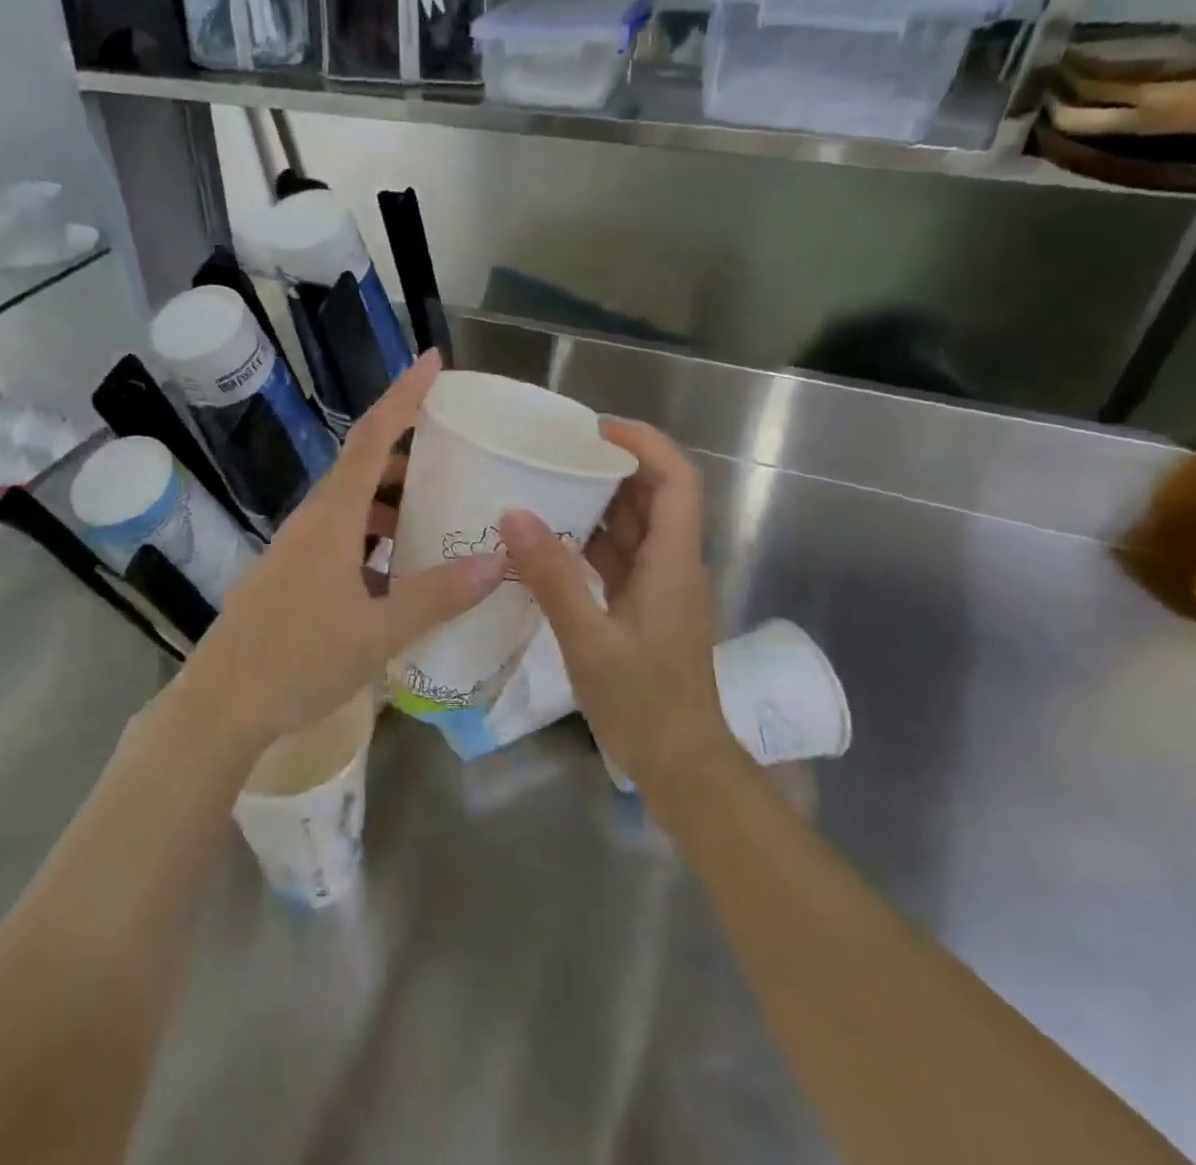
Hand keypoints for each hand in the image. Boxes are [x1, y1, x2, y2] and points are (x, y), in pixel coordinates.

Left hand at [180, 350, 507, 750]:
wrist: (220, 706)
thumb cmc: (298, 660)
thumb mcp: (379, 631)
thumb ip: (438, 595)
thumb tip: (498, 561)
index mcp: (332, 517)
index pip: (373, 437)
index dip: (404, 395)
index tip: (432, 361)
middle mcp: (312, 521)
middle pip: (364, 467)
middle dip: (409, 455)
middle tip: (456, 458)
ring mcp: (296, 549)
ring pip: (353, 506)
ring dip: (393, 502)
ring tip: (437, 517)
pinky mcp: (290, 575)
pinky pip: (341, 539)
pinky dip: (375, 539)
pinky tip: (399, 572)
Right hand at [498, 419, 735, 793]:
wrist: (682, 765)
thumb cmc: (643, 702)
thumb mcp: (588, 640)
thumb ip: (552, 576)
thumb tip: (513, 514)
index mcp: (674, 562)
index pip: (677, 480)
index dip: (644, 443)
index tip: (595, 429)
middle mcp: (676, 565)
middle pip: (655, 497)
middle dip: (612, 467)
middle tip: (557, 455)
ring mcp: (663, 587)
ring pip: (637, 527)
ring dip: (599, 505)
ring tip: (546, 488)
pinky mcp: (648, 608)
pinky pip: (623, 558)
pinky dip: (592, 543)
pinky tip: (551, 543)